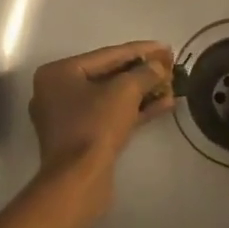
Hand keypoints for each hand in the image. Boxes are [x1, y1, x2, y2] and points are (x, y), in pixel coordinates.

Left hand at [28, 41, 177, 179]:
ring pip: (110, 98)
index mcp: (58, 73)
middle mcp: (57, 91)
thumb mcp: (124, 92)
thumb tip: (159, 66)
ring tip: (171, 86)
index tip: (165, 47)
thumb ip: (144, 73)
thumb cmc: (95, 126)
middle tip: (169, 65)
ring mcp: (67, 117)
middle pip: (107, 75)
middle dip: (141, 72)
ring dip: (142, 92)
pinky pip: (109, 116)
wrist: (78, 180)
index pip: (106, 55)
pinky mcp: (80, 139)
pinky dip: (134, 111)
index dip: (139, 50)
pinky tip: (163, 105)